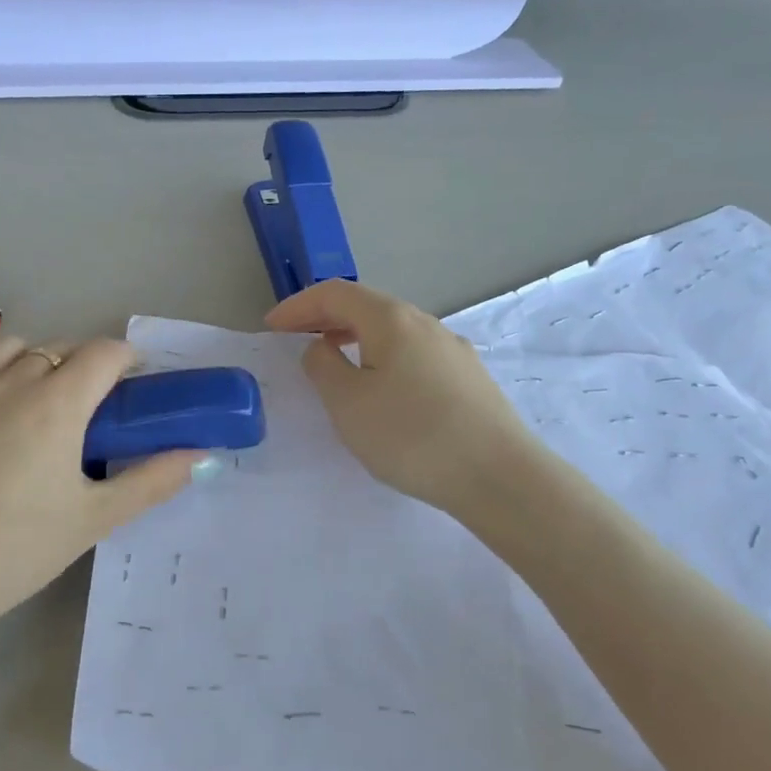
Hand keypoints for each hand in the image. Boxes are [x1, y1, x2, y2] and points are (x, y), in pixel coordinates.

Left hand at [0, 334, 209, 642]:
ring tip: (35, 398)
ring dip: (33, 360)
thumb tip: (200, 456)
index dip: (126, 359)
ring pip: (8, 347)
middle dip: (83, 366)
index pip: (104, 353)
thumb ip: (152, 481)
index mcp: (57, 404)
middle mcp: (10, 382)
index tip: (133, 385)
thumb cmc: (17, 550)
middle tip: (88, 409)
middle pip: (59, 349)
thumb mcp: (95, 519)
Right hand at [267, 280, 536, 512]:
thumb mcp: (347, 403)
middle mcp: (426, 323)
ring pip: (393, 331)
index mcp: (391, 320)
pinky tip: (382, 389)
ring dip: (356, 338)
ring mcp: (453, 350)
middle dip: (325, 319)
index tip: (271, 328)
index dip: (298, 306)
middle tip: (296, 340)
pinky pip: (413, 355)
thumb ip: (323, 366)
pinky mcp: (469, 378)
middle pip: (367, 307)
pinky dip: (383, 358)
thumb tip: (322, 347)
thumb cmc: (410, 435)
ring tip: (335, 363)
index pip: (335, 293)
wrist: (498, 476)